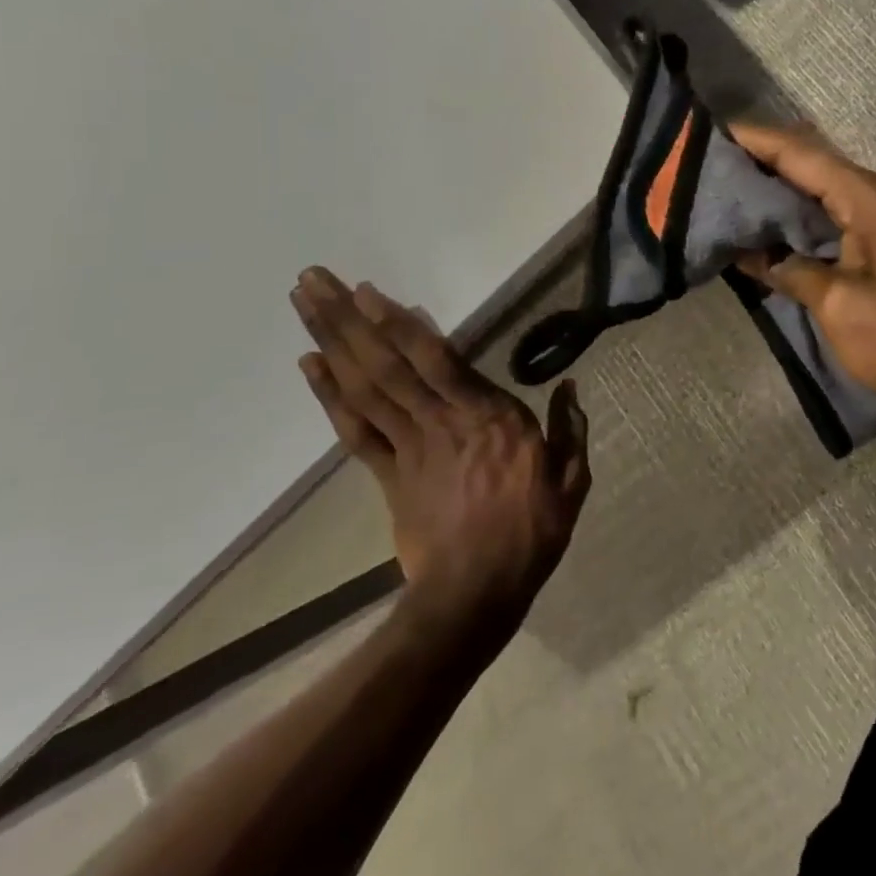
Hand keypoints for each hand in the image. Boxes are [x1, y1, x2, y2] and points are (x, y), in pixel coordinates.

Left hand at [289, 268, 590, 633]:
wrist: (476, 596)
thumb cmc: (531, 532)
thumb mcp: (571, 480)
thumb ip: (569, 428)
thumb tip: (571, 385)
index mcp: (488, 417)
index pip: (437, 360)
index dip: (399, 324)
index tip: (367, 291)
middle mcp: (441, 421)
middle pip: (387, 364)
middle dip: (347, 320)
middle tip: (313, 280)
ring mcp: (409, 448)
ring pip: (365, 387)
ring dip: (331, 344)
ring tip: (305, 305)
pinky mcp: (389, 476)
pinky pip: (356, 431)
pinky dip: (330, 397)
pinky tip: (309, 366)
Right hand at [730, 124, 875, 422]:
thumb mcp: (839, 307)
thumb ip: (791, 270)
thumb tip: (751, 254)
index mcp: (870, 199)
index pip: (801, 154)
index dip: (754, 141)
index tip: (708, 134)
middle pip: (812, 164)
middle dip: (762, 162)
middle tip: (709, 166)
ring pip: (823, 188)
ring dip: (780, 189)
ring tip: (729, 191)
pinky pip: (837, 212)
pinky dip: (802, 214)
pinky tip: (771, 226)